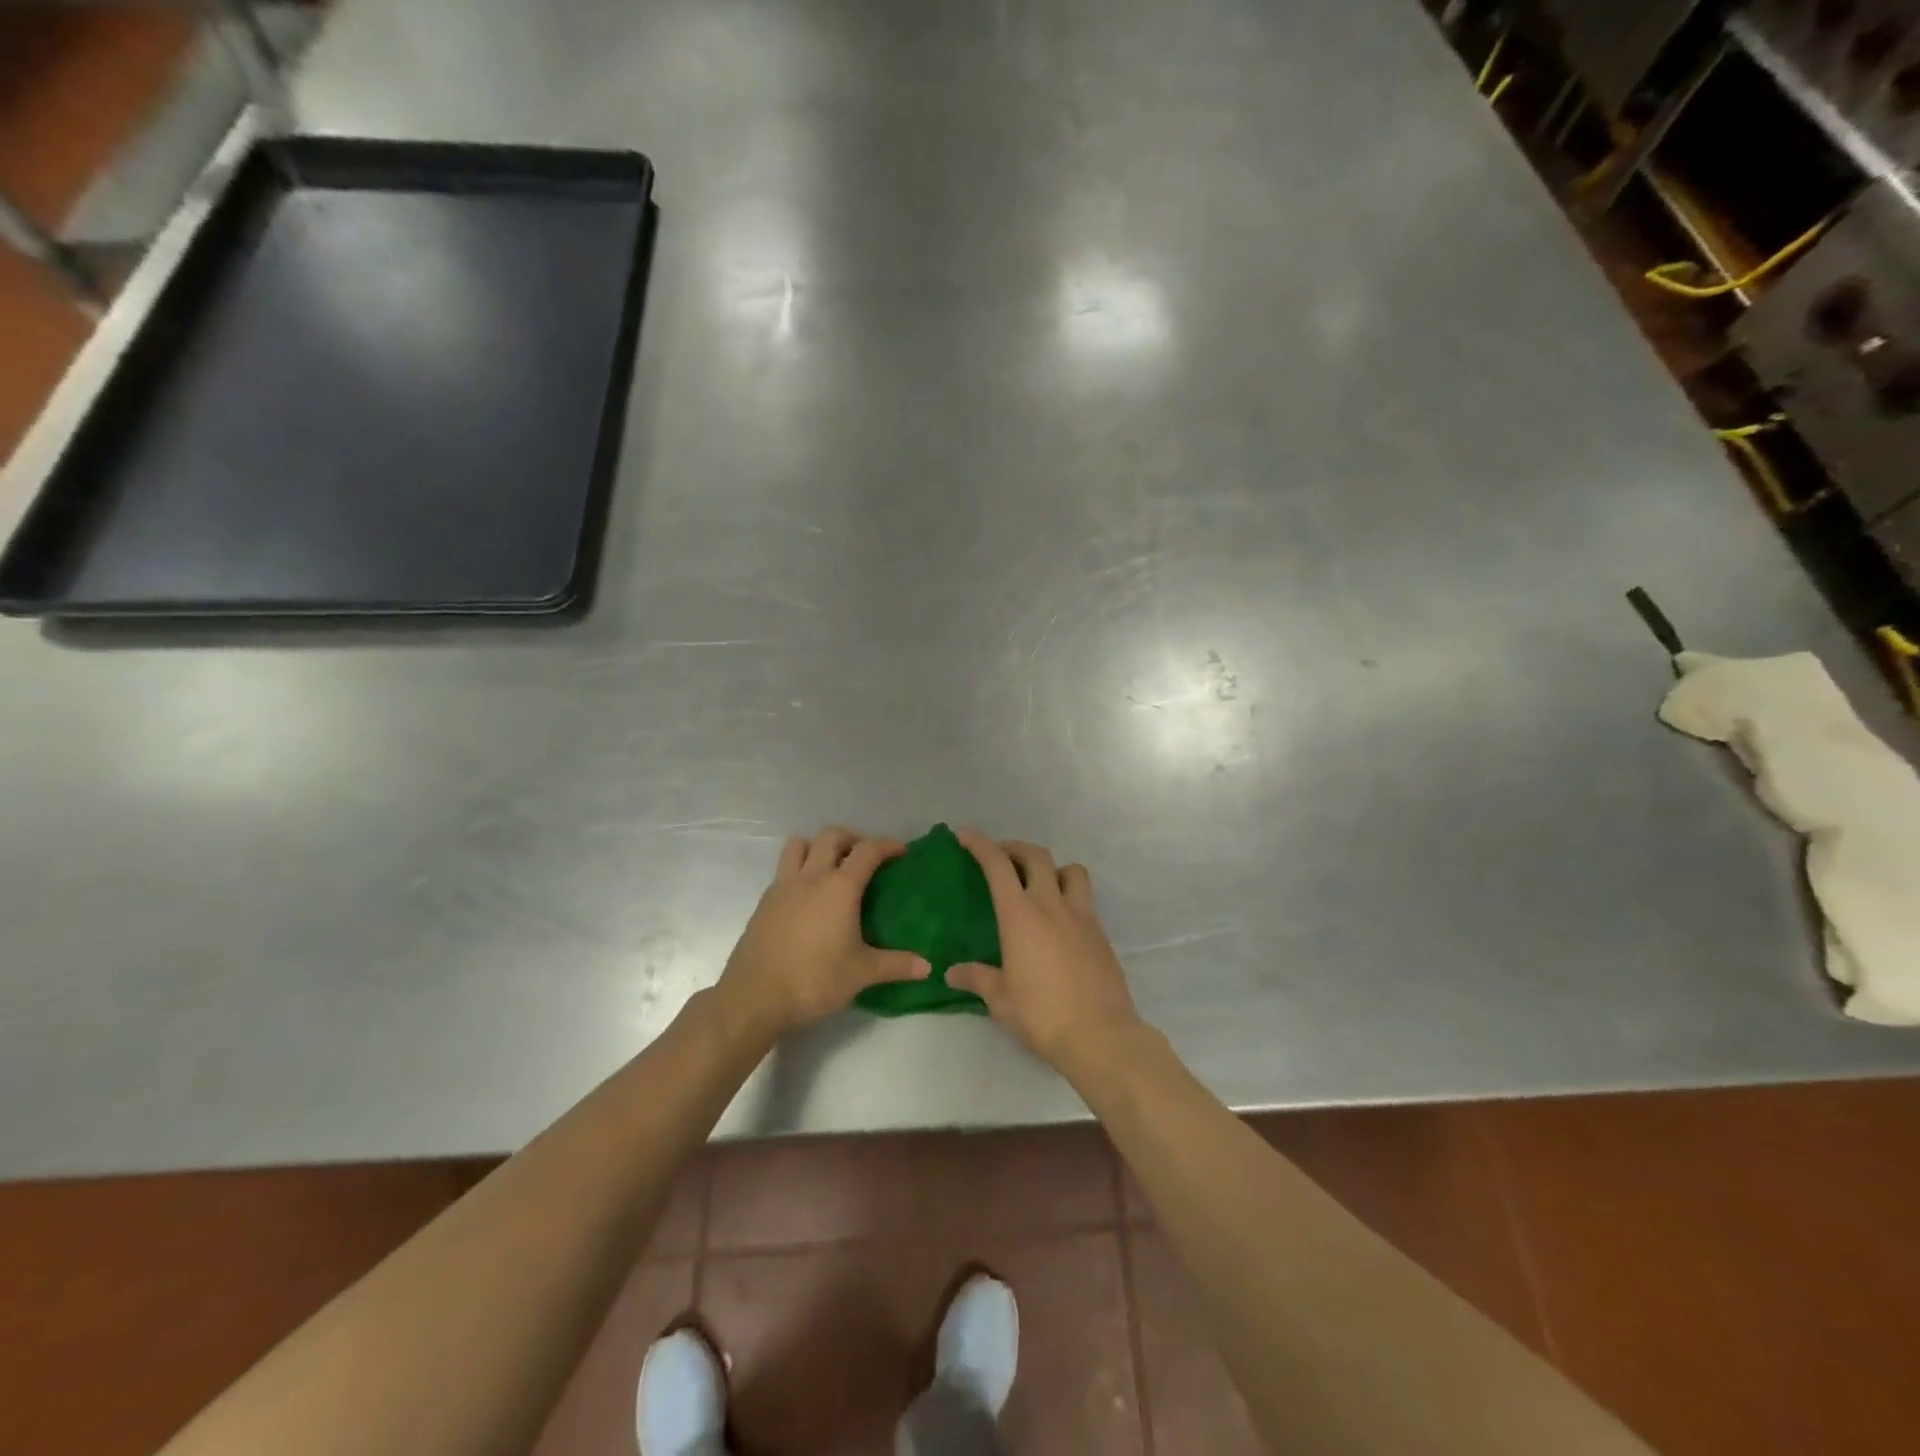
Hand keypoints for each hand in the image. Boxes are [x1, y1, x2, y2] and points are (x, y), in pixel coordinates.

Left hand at [715, 827, 929, 1040]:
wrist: (754, 997)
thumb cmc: (814, 980)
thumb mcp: (861, 974)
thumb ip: (896, 965)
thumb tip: (928, 967)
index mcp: (839, 888)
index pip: (867, 851)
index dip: (887, 845)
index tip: (900, 851)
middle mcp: (811, 877)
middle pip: (831, 836)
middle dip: (852, 838)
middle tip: (865, 856)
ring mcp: (783, 887)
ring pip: (799, 844)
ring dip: (818, 845)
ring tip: (831, 865)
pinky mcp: (765, 902)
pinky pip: (784, 869)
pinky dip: (799, 868)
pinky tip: (807, 896)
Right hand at [947, 829, 1144, 1076]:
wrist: (1100, 1034)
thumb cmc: (1042, 1014)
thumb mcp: (1000, 999)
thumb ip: (976, 978)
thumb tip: (952, 972)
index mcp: (1021, 915)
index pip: (998, 865)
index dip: (980, 844)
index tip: (965, 835)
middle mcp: (1052, 905)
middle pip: (1036, 855)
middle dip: (1014, 848)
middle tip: (999, 857)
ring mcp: (1081, 916)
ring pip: (1070, 870)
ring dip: (1051, 868)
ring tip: (1038, 884)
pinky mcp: (1100, 933)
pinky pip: (1084, 899)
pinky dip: (1069, 895)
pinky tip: (1059, 921)